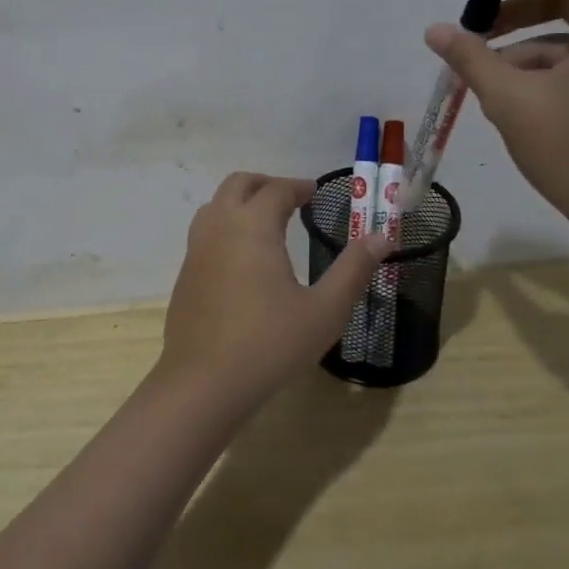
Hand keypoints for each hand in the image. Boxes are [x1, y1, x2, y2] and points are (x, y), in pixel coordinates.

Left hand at [157, 173, 389, 412]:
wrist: (203, 384)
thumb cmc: (270, 344)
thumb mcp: (325, 310)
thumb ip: (354, 269)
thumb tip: (383, 236)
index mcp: (253, 226)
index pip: (277, 190)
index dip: (298, 187)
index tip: (315, 192)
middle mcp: (220, 228)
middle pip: (238, 184)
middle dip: (266, 184)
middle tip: (291, 199)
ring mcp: (196, 251)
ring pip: (215, 206)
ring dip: (240, 202)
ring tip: (266, 223)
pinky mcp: (185, 276)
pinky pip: (204, 234)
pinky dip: (225, 227)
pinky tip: (242, 260)